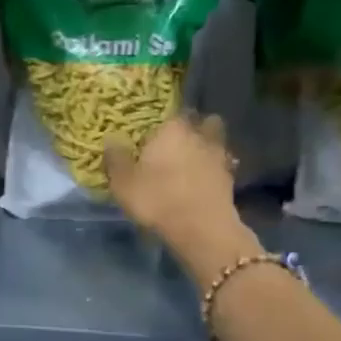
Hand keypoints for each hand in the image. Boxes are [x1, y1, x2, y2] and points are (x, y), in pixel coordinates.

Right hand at [104, 114, 253, 277]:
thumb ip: (115, 159)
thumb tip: (111, 139)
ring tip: (193, 160)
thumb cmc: (157, 199)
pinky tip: (204, 180)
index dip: (162, 121)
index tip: (153, 132)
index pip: (169, 112)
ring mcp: (218, 155)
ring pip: (215, 140)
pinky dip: (214, 169)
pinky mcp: (230, 178)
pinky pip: (222, 165)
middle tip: (176, 142)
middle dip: (192, 127)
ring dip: (207, 146)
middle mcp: (198, 134)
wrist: (201, 229)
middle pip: (200, 121)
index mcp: (172, 128)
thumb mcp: (123, 183)